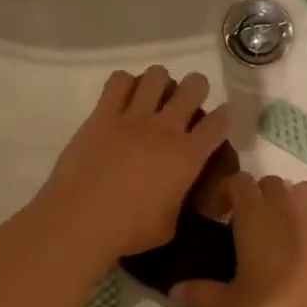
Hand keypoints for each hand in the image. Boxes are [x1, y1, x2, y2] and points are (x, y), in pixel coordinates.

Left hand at [33, 67, 231, 265]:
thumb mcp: (169, 225)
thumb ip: (178, 203)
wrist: (82, 219)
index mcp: (188, 156)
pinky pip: (118, 81)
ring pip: (157, 76)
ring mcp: (133, 118)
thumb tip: (175, 196)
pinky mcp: (102, 115)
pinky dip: (125, 84)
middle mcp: (165, 128)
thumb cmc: (129, 230)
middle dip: (196, 89)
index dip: (224, 117)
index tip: (219, 120)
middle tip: (186, 104)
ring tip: (154, 97)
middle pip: (193, 87)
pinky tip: (123, 98)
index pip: (219, 123)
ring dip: (161, 82)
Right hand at [169, 172, 306, 306]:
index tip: (214, 216)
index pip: (238, 181)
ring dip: (283, 203)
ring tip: (271, 233)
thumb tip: (173, 291)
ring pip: (297, 192)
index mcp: (256, 215)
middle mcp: (287, 208)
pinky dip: (303, 223)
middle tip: (240, 227)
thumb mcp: (231, 306)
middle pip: (269, 183)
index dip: (224, 193)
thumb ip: (201, 294)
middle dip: (254, 197)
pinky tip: (294, 253)